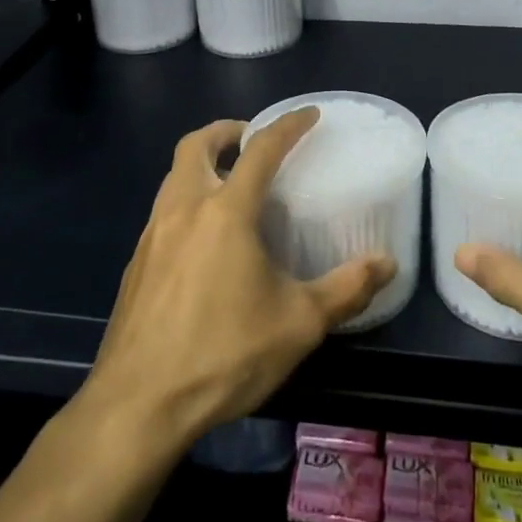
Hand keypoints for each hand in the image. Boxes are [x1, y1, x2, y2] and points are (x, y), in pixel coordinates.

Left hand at [81, 108, 395, 456]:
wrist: (137, 406)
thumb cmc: (223, 354)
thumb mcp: (298, 324)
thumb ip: (346, 289)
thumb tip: (387, 263)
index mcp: (225, 212)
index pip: (260, 149)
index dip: (287, 126)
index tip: (308, 115)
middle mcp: (184, 210)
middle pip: (195, 145)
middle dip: (224, 132)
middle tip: (249, 139)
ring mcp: (152, 236)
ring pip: (173, 177)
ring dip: (200, 165)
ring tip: (229, 186)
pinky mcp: (135, 264)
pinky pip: (162, 213)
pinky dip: (185, 202)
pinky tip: (201, 242)